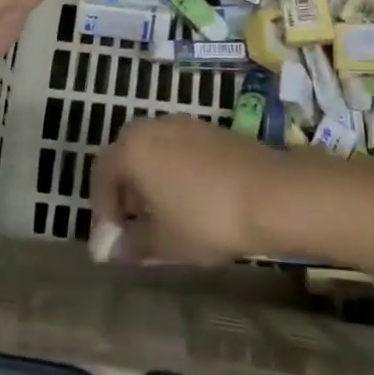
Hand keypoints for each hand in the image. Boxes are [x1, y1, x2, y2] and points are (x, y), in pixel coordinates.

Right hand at [89, 115, 297, 265]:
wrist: (271, 193)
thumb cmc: (206, 218)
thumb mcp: (164, 242)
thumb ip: (132, 244)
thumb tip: (111, 249)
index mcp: (132, 148)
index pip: (101, 175)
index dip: (102, 211)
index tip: (112, 241)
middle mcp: (153, 127)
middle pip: (125, 157)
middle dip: (124, 192)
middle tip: (133, 226)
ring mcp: (184, 124)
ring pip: (153, 151)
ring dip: (149, 181)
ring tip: (162, 217)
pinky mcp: (210, 130)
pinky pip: (177, 149)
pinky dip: (173, 171)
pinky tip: (190, 201)